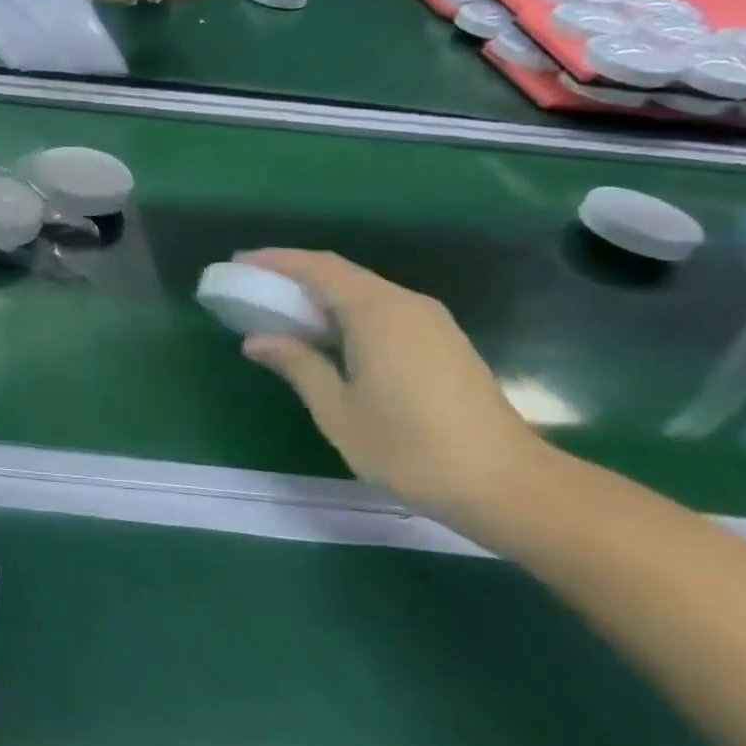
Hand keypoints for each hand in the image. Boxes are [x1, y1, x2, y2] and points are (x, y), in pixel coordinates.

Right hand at [235, 249, 552, 523]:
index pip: (317, 268)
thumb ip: (297, 365)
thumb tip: (257, 339)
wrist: (508, 485)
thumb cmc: (410, 447)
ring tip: (280, 311)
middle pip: (341, 274)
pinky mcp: (443, 343)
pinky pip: (382, 310)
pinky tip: (327, 336)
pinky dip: (345, 312)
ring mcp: (430, 323)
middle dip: (293, 274)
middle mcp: (406, 304)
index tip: (238, 264)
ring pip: (363, 292)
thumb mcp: (338, 409)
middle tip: (251, 286)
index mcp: (377, 312)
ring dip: (320, 294)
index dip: (275, 261)